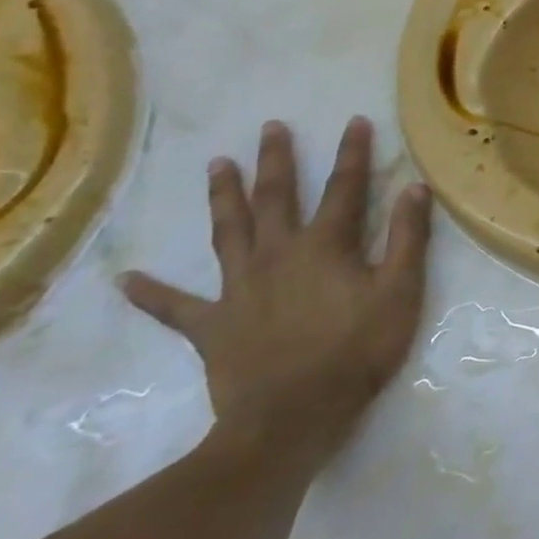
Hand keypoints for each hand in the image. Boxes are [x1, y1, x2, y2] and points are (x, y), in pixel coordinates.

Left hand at [121, 118, 432, 470]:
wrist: (292, 417)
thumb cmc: (358, 349)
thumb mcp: (401, 290)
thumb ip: (407, 238)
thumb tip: (412, 188)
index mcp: (325, 246)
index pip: (344, 188)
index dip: (352, 154)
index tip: (355, 121)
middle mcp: (277, 255)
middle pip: (276, 199)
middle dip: (276, 161)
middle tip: (270, 128)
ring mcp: (238, 289)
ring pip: (228, 233)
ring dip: (223, 198)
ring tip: (216, 165)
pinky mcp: (212, 326)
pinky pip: (176, 307)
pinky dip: (151, 292)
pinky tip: (126, 279)